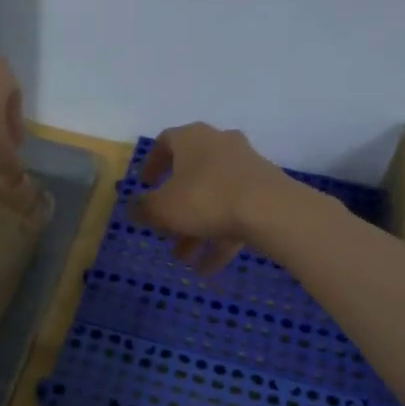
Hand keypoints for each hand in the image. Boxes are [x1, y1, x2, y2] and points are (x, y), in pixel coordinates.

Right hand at [131, 123, 291, 274]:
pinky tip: (209, 267)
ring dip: (196, 228)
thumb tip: (133, 208)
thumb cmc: (206, 199)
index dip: (151, 164)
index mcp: (192, 138)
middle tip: (163, 231)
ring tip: (185, 259)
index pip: (165, 142)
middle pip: (190, 175)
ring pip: (213, 197)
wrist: (271, 210)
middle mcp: (220, 144)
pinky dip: (220, 236)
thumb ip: (144, 208)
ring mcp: (246, 166)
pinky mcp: (265, 189)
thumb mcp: (163, 208)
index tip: (144, 185)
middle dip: (175, 207)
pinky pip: (235, 211)